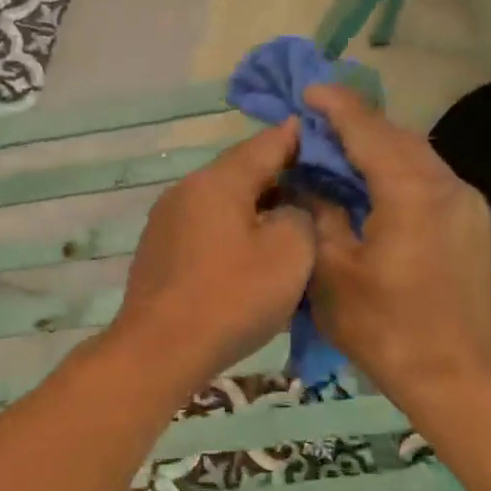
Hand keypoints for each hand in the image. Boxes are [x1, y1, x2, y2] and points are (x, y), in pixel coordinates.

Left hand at [106, 120, 313, 396]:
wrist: (159, 350)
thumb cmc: (230, 298)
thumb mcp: (289, 252)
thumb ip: (301, 214)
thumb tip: (289, 207)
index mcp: (216, 181)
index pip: (267, 143)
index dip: (303, 140)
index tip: (331, 144)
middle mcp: (184, 191)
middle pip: (242, 173)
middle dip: (282, 180)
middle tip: (321, 195)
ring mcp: (165, 223)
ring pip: (223, 204)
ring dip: (257, 211)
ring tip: (291, 229)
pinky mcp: (158, 253)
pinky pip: (206, 231)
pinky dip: (233, 235)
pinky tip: (251, 258)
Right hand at [302, 84, 490, 405]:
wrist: (454, 373)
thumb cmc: (382, 326)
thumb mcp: (331, 272)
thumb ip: (321, 215)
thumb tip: (310, 182)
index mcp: (411, 194)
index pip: (370, 132)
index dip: (337, 107)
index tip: (308, 90)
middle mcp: (448, 187)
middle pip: (399, 138)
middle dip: (358, 125)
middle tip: (318, 122)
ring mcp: (469, 206)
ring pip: (419, 159)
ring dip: (379, 150)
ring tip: (341, 154)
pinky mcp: (475, 226)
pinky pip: (431, 183)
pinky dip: (399, 175)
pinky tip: (376, 191)